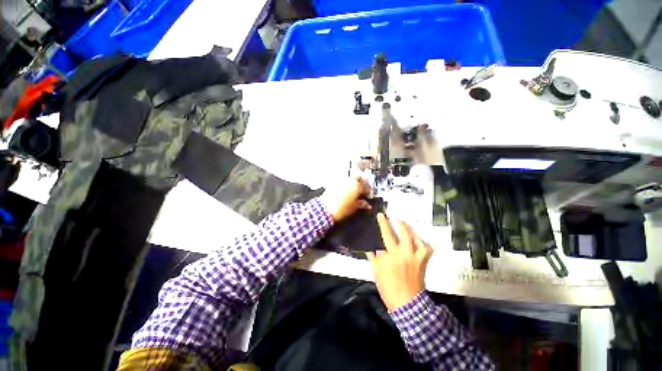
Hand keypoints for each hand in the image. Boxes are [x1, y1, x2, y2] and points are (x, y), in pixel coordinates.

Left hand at [320, 177, 371, 221]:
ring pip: (350, 178)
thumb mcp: (354, 207)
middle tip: (361, 190)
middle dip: (361, 183)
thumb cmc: (341, 209)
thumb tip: (366, 204)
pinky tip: (345, 190)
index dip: (367, 191)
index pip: (366, 186)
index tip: (366, 195)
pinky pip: (343, 180)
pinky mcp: (334, 182)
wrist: (326, 209)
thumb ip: (362, 204)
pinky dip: (345, 184)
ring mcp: (341, 180)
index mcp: (357, 186)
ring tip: (353, 190)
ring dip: (353, 182)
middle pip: (358, 177)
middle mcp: (349, 181)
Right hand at [366, 213, 433, 311]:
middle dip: (397, 222)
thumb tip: (374, 251)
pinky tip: (418, 240)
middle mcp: (404, 253)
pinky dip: (423, 243)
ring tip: (405, 225)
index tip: (381, 215)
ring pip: (416, 238)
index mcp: (391, 255)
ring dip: (410, 229)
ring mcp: (415, 257)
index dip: (383, 223)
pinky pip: (426, 249)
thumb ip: (375, 260)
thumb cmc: (389, 288)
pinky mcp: (422, 262)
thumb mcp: (377, 273)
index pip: (386, 235)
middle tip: (393, 215)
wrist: (407, 303)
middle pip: (402, 233)